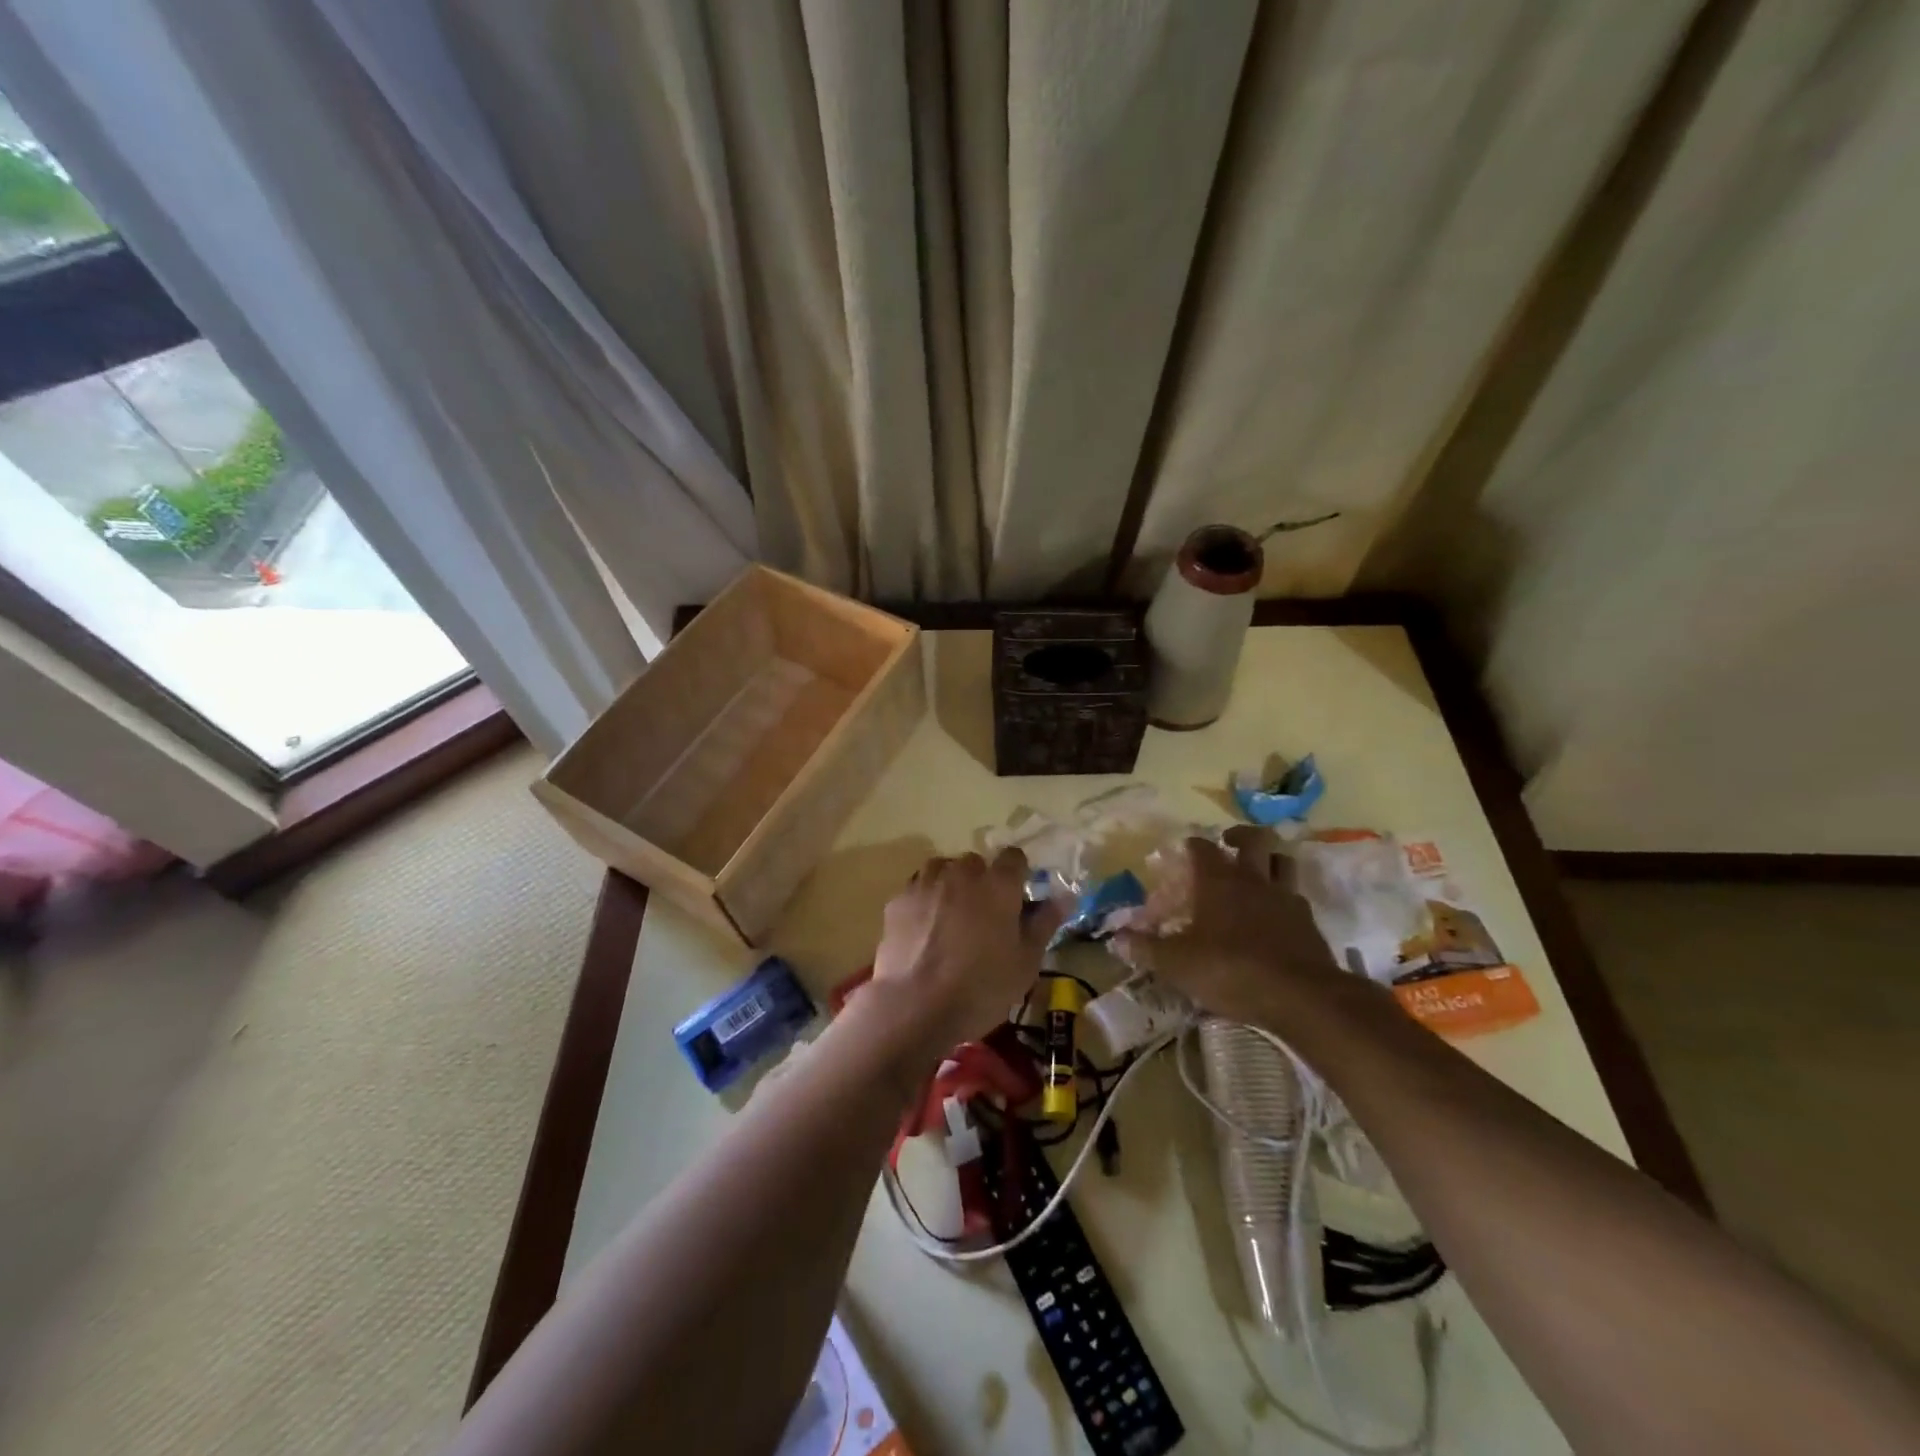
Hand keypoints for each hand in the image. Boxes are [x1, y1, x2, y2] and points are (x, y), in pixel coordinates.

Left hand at [868, 848, 1059, 1056]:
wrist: (915, 1005)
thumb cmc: (981, 987)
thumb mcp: (1026, 963)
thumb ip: (1044, 923)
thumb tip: (1064, 896)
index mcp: (999, 884)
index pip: (1014, 858)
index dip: (1018, 874)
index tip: (1017, 899)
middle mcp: (962, 873)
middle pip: (976, 863)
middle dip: (981, 881)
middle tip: (983, 916)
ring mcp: (926, 883)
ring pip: (943, 869)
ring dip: (950, 884)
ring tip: (951, 917)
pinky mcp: (898, 900)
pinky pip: (917, 889)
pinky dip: (924, 901)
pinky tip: (924, 929)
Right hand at [1113, 826, 1344, 1028]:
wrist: (1301, 996)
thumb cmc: (1230, 969)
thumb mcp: (1177, 964)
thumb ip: (1146, 949)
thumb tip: (1116, 938)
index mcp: (1218, 880)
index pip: (1202, 847)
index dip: (1191, 846)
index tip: (1182, 852)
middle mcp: (1254, 879)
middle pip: (1254, 839)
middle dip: (1239, 836)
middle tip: (1228, 844)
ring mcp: (1286, 898)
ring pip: (1282, 861)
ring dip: (1269, 860)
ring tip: (1256, 872)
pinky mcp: (1309, 922)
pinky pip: (1296, 897)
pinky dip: (1284, 898)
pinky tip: (1274, 915)